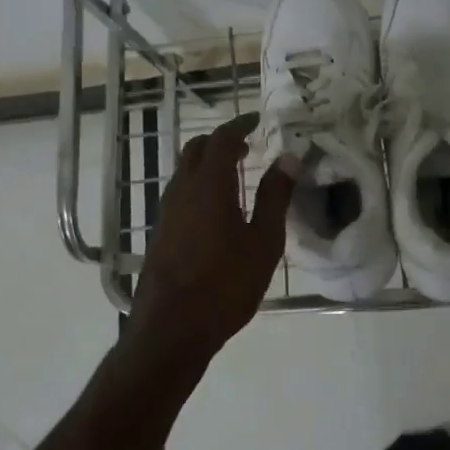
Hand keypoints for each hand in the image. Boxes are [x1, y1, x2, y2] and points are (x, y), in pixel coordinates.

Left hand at [128, 114, 294, 356]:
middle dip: (222, 141)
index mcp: (209, 184)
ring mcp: (167, 211)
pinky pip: (181, 193)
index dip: (241, 124)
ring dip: (208, 164)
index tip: (258, 121)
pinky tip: (217, 210)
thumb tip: (288, 159)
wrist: (171, 329)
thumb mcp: (263, 241)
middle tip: (248, 148)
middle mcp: (183, 189)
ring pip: (185, 171)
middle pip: (197, 149)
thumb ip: (275, 196)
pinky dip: (199, 186)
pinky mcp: (161, 232)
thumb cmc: (225, 283)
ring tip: (236, 177)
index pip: (223, 138)